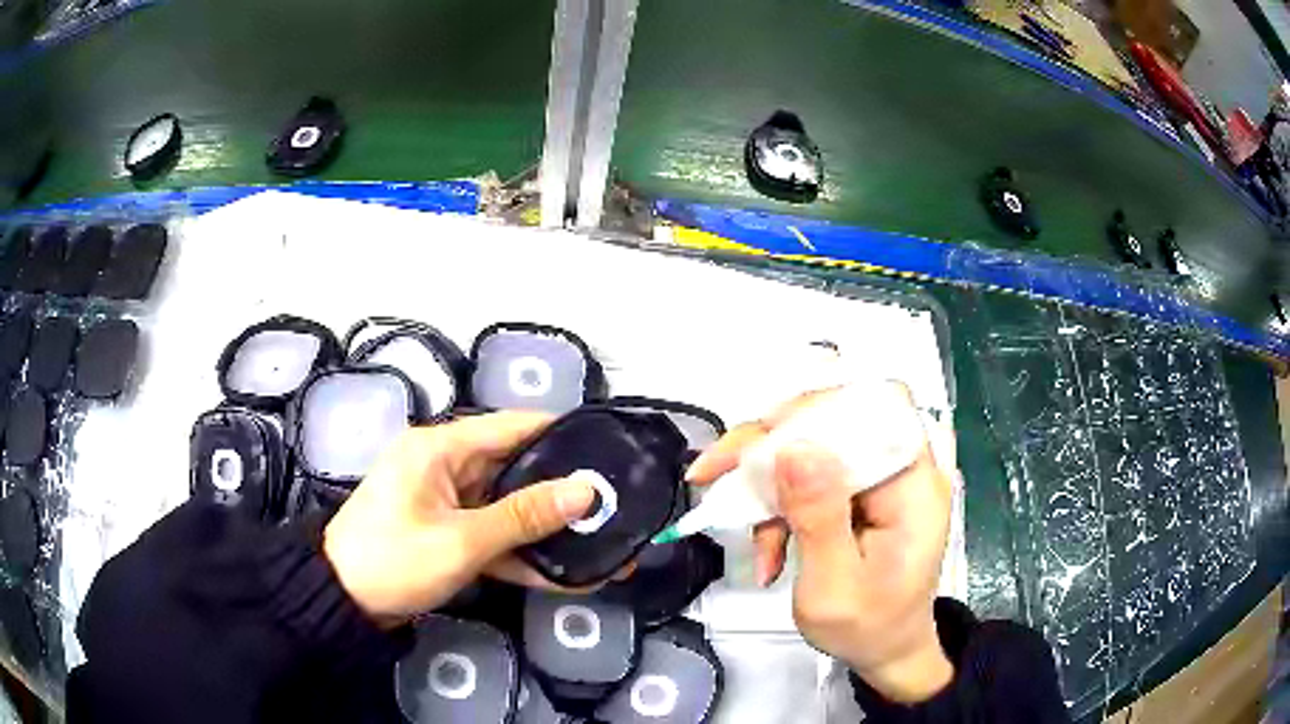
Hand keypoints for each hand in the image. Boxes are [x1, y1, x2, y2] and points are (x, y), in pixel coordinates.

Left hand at [323, 412, 596, 626]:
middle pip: (514, 468)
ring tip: (600, 540)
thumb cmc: (394, 560)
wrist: (343, 602)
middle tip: (614, 502)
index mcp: (441, 448)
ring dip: (545, 528)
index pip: (511, 425)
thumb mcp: (462, 541)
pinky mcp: (448, 530)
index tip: (608, 447)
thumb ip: (525, 516)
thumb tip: (585, 491)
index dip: (560, 432)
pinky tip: (563, 574)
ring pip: (508, 506)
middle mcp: (446, 465)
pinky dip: (520, 552)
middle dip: (561, 490)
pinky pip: (492, 533)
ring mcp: (447, 501)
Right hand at [687, 388, 955, 702]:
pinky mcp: (858, 492)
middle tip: (715, 472)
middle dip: (769, 446)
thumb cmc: (868, 627)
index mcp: (913, 484)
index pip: (872, 409)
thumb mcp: (835, 587)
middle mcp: (900, 468)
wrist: (885, 650)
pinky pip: (808, 477)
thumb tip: (793, 449)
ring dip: (767, 484)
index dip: (814, 410)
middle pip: (833, 420)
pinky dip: (778, 507)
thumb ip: (818, 518)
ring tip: (742, 531)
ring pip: (812, 446)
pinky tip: (767, 549)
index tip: (758, 441)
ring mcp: (878, 478)